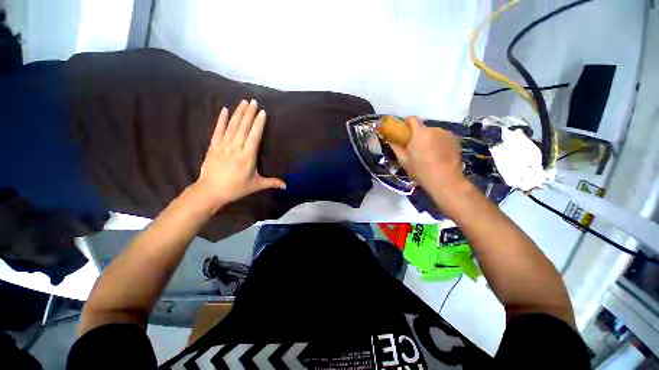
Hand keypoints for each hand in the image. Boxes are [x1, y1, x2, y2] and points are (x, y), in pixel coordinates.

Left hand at [193, 99, 285, 211]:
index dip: (258, 124)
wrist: (210, 191)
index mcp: (248, 157)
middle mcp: (236, 148)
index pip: (254, 137)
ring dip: (238, 113)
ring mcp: (223, 146)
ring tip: (243, 102)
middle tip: (253, 101)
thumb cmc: (236, 188)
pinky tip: (224, 110)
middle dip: (249, 113)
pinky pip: (218, 130)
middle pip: (243, 128)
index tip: (262, 112)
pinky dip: (221, 120)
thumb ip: (272, 183)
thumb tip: (286, 186)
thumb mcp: (256, 185)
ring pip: (232, 126)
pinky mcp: (213, 146)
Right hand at [390, 117, 465, 193]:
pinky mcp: (455, 139)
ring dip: (429, 138)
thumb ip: (395, 146)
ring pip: (433, 132)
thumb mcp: (403, 160)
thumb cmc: (420, 171)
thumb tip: (389, 138)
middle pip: (423, 127)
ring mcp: (446, 133)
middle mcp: (434, 129)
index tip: (404, 132)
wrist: (445, 181)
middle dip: (418, 135)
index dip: (406, 123)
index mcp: (420, 133)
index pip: (412, 119)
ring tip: (428, 153)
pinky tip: (439, 154)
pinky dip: (439, 142)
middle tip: (415, 148)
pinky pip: (442, 137)